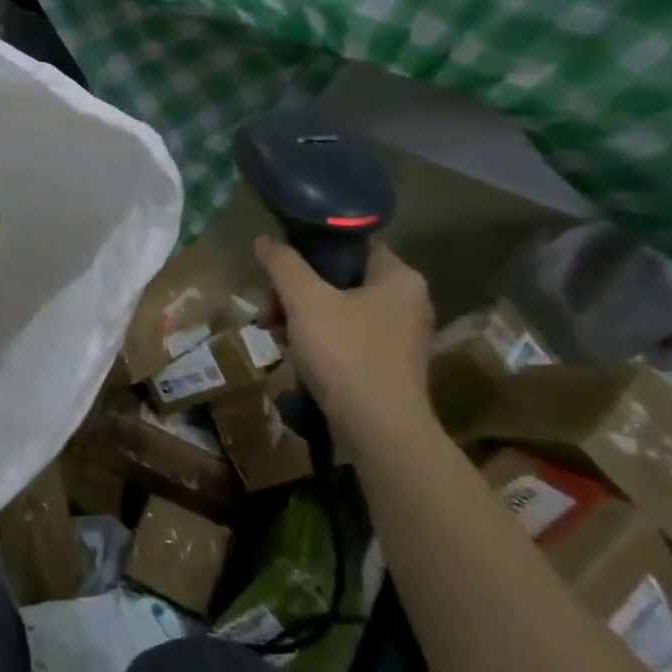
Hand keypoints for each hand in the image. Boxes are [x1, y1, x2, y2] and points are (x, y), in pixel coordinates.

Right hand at [254, 237, 435, 448]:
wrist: (379, 431)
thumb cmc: (345, 354)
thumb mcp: (305, 301)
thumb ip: (283, 264)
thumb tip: (265, 239)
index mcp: (399, 278)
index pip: (351, 243)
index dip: (310, 247)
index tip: (278, 264)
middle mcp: (407, 302)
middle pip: (339, 278)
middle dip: (295, 290)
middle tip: (268, 307)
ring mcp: (399, 336)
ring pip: (338, 309)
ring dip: (300, 315)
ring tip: (273, 332)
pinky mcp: (387, 364)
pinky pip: (345, 336)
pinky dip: (317, 339)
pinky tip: (293, 352)